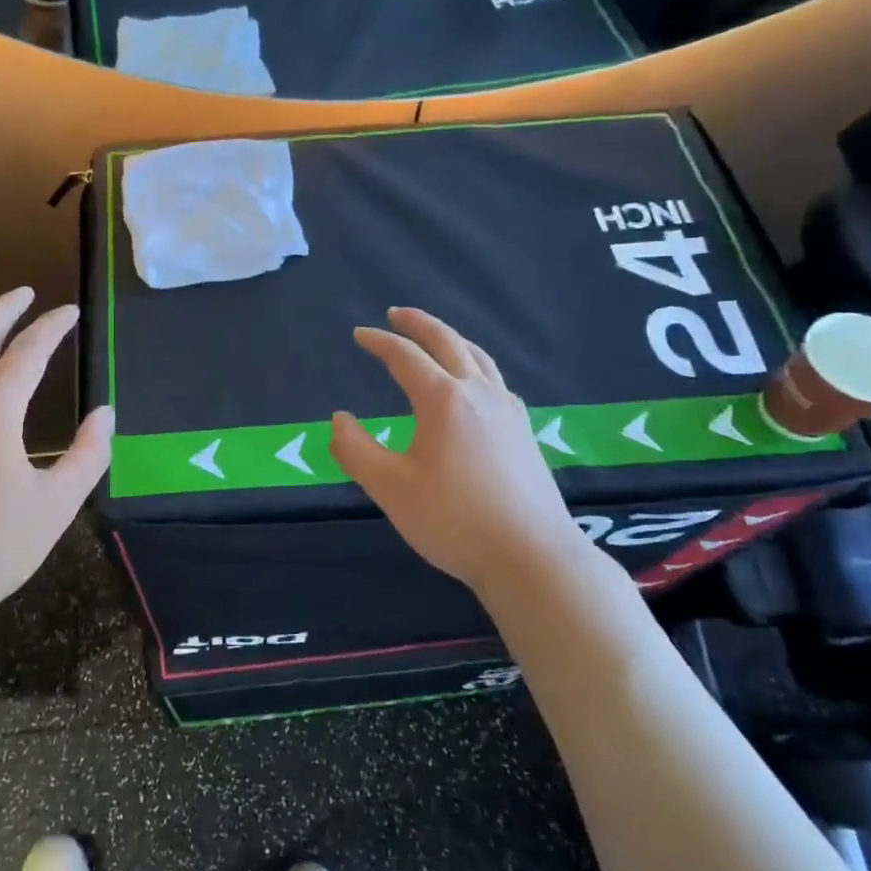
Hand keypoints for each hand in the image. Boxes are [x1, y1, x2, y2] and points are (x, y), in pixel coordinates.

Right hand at [331, 308, 599, 592]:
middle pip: (448, 342)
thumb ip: (355, 450)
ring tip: (435, 337)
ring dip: (452, 340)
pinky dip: (476, 366)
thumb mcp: (390, 487)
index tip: (359, 335)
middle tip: (396, 313)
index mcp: (443, 400)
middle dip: (419, 324)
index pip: (405, 357)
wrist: (531, 557)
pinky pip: (497, 382)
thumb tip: (339, 419)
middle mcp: (479, 394)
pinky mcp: (524, 432)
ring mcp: (508, 411)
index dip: (379, 342)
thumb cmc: (454, 520)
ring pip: (479, 358)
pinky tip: (475, 384)